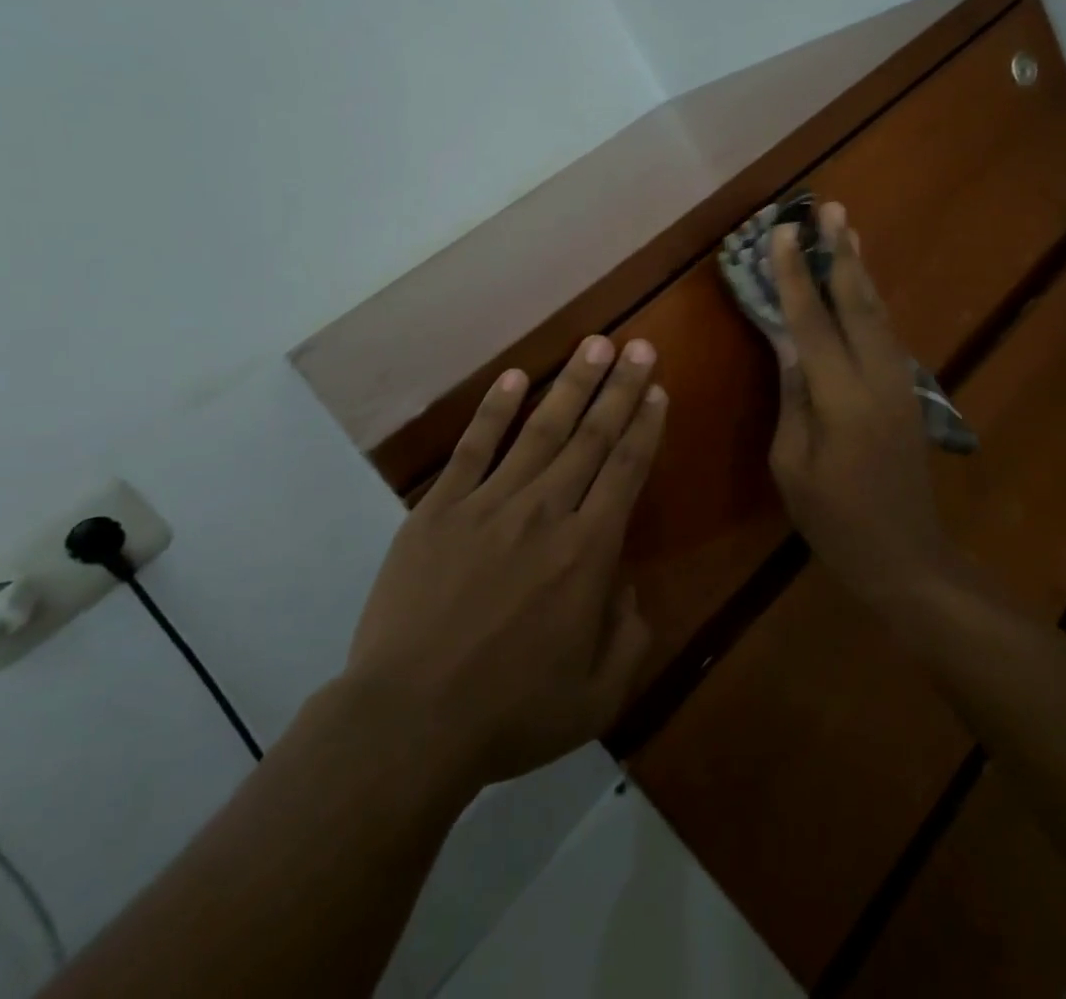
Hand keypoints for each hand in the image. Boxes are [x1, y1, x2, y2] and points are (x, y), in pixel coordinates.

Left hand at [340, 336, 664, 799]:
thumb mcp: (598, 697)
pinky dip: (494, 409)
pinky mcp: (439, 510)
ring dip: (571, 383)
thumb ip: (630, 636)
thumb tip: (629, 587)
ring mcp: (489, 504)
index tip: (657, 390)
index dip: (645, 425)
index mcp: (588, 551)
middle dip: (620, 387)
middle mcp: (546, 512)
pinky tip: (513, 377)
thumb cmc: (510, 713)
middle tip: (639, 345)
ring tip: (594, 343)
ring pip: (541, 430)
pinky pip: (473, 448)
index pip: (626, 470)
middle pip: (592, 436)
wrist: (408, 723)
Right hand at [768, 202, 949, 600]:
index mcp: (842, 398)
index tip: (783, 233)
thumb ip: (792, 399)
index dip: (796, 276)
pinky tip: (861, 285)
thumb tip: (789, 347)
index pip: (812, 323)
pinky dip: (870, 301)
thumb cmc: (837, 521)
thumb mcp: (793, 466)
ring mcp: (899, 383)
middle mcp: (878, 378)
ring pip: (878, 313)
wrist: (908, 558)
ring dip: (861, 269)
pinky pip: (885, 333)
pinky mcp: (907, 392)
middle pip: (858, 303)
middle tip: (830, 207)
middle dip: (842, 253)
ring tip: (848, 228)